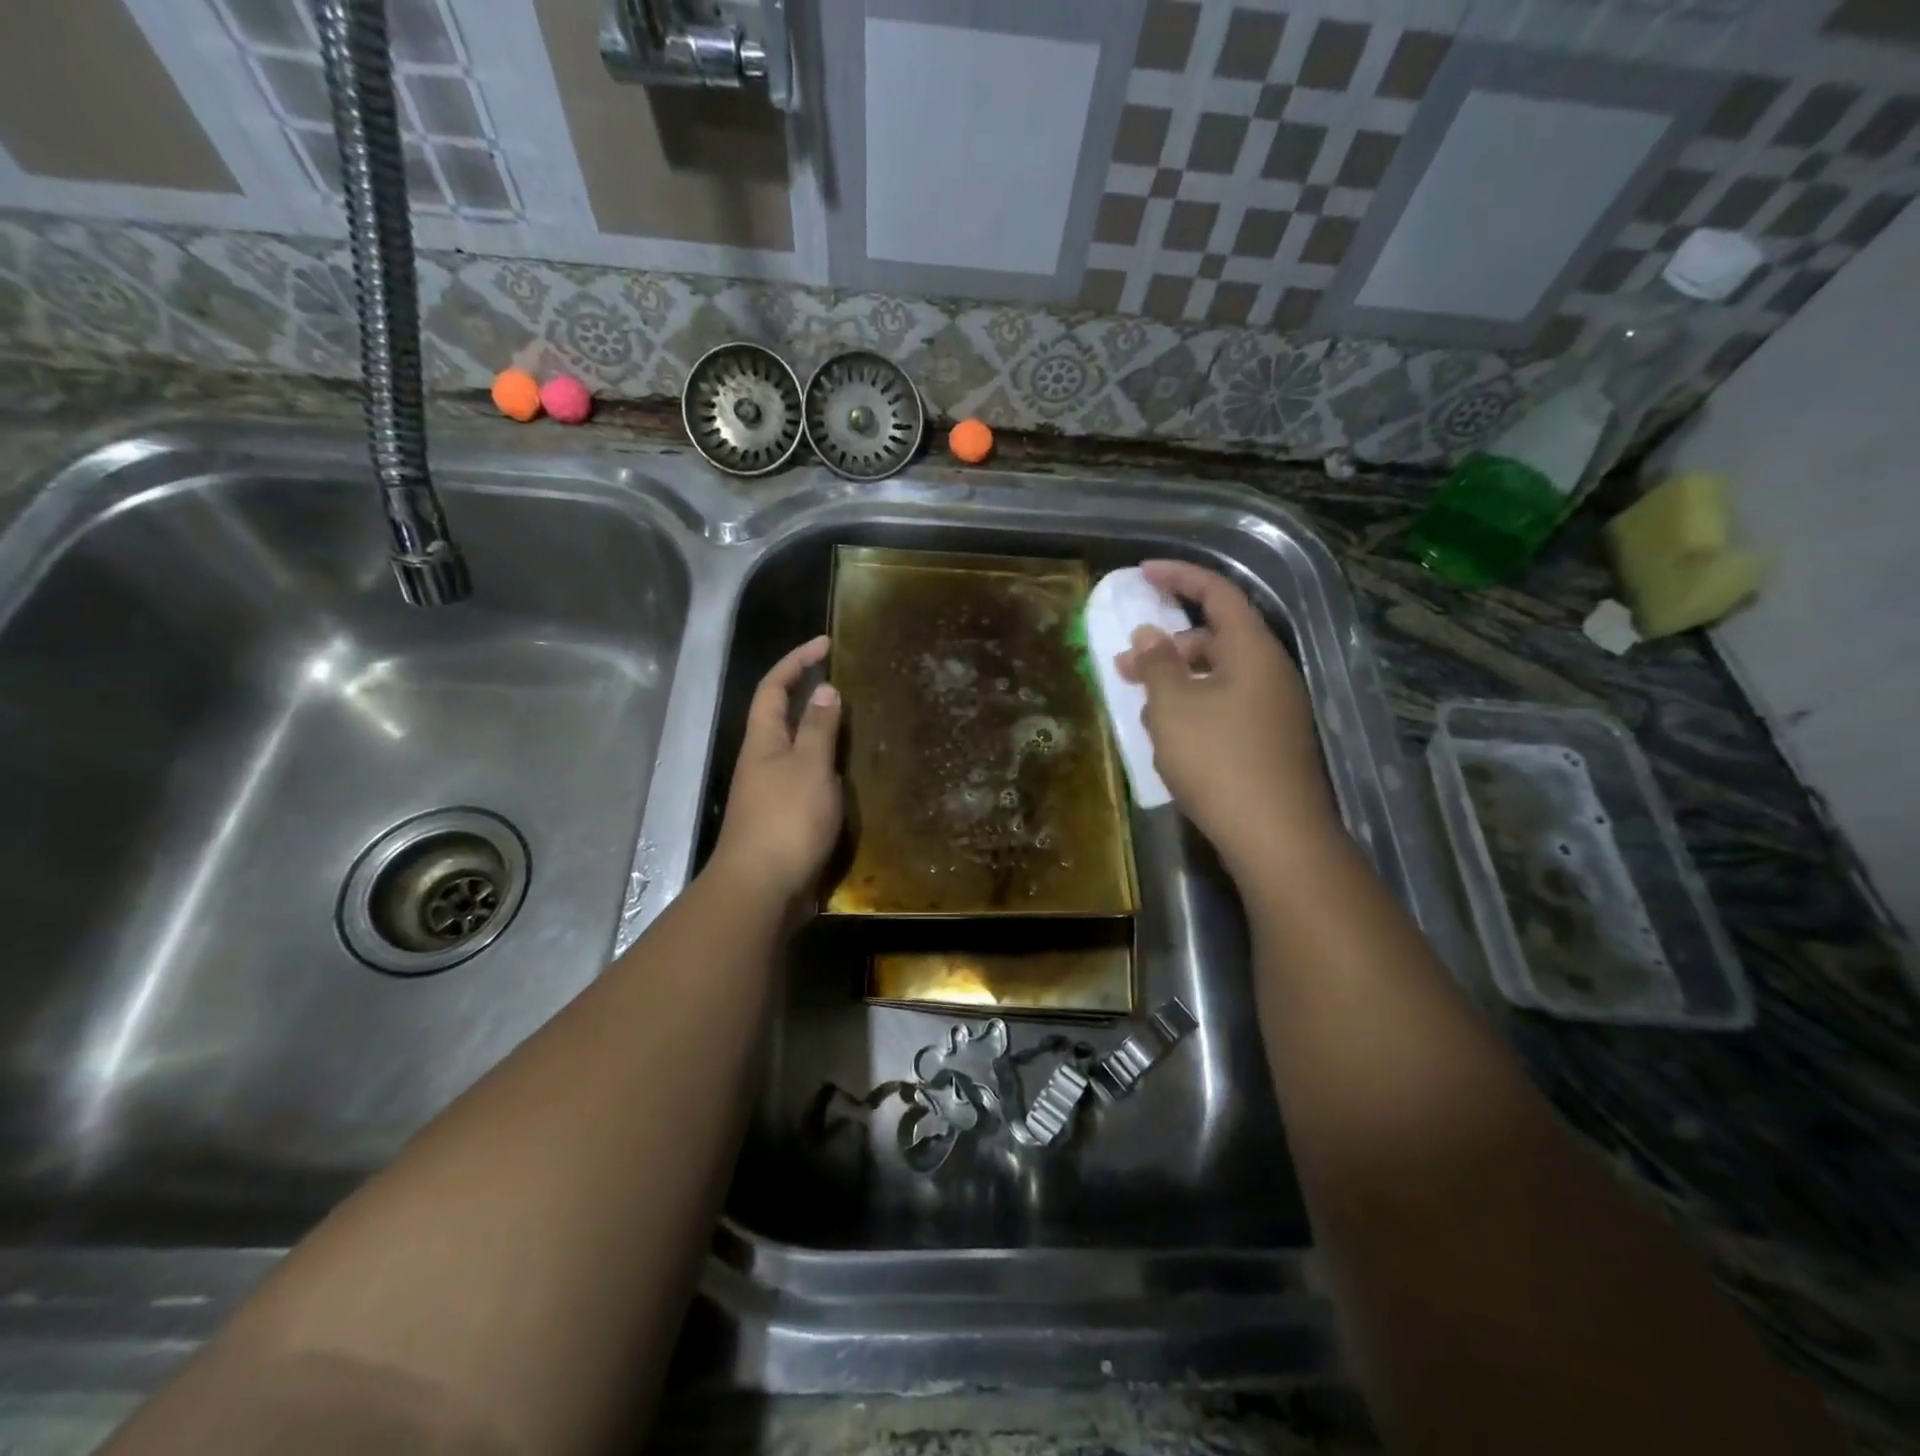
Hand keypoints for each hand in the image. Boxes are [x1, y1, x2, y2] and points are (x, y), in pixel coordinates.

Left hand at [710, 635, 843, 907]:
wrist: (762, 889)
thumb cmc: (786, 820)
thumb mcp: (809, 766)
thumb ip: (818, 728)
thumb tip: (824, 690)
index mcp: (763, 741)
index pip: (774, 687)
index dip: (796, 661)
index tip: (827, 643)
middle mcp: (762, 761)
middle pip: (782, 716)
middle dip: (809, 695)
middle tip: (848, 684)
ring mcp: (771, 792)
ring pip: (797, 750)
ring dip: (822, 734)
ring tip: (858, 726)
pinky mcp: (785, 819)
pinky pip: (808, 781)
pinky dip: (828, 770)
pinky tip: (851, 777)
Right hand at [1116, 561, 1338, 873]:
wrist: (1275, 836)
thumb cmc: (1218, 760)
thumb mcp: (1174, 707)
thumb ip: (1157, 664)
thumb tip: (1149, 636)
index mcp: (1252, 650)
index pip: (1217, 594)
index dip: (1179, 577)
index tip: (1142, 573)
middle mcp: (1269, 673)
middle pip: (1214, 640)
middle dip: (1165, 648)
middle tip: (1123, 668)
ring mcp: (1273, 710)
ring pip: (1216, 679)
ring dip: (1176, 685)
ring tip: (1142, 713)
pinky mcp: (1268, 742)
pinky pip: (1225, 709)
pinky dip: (1193, 712)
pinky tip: (1170, 741)